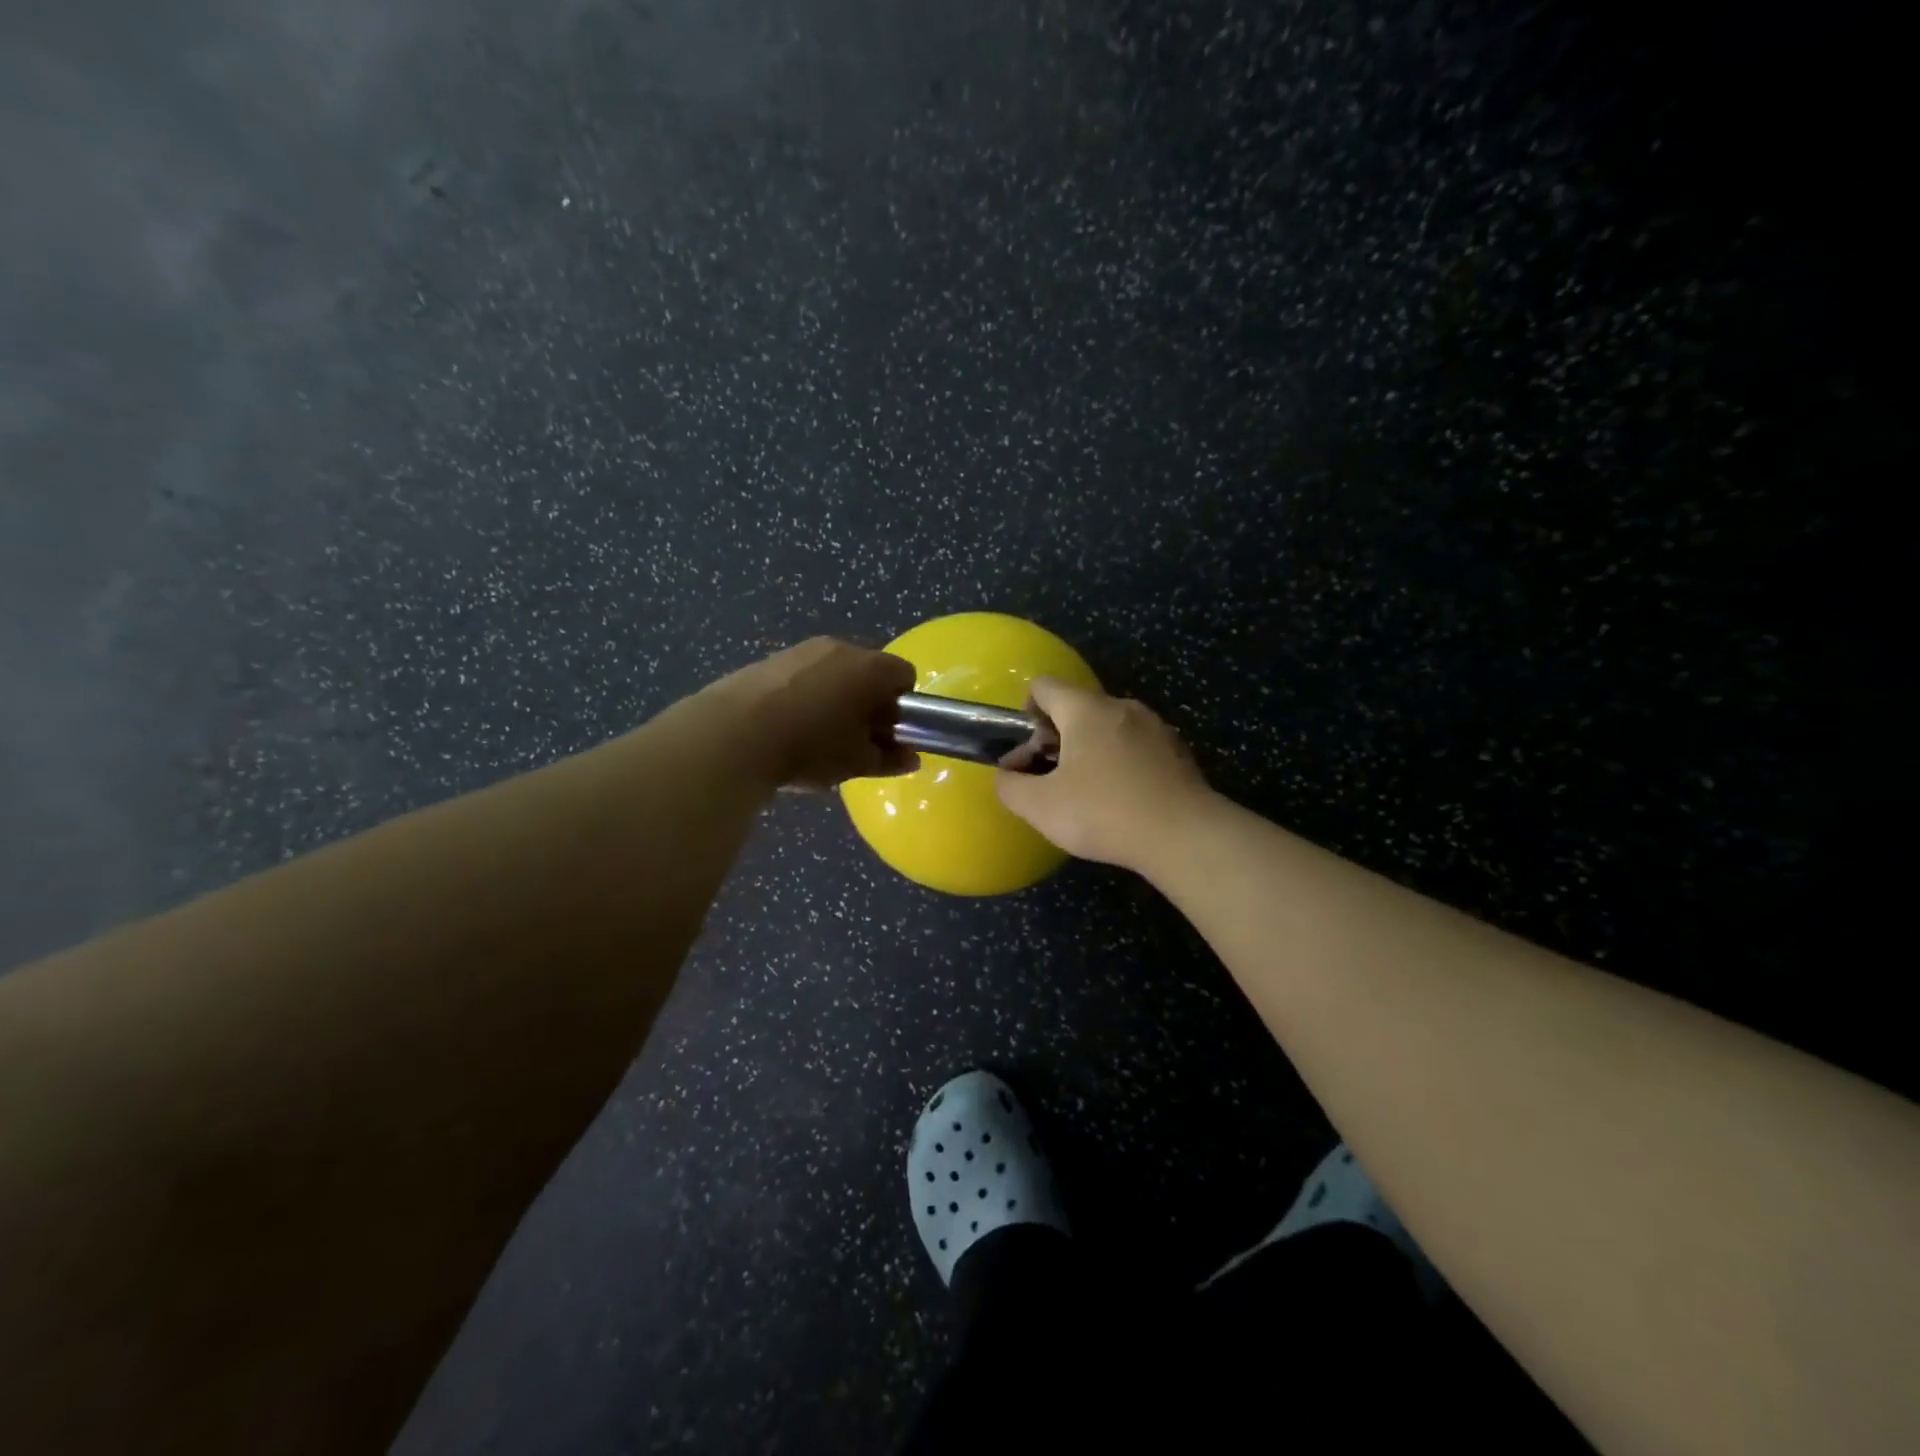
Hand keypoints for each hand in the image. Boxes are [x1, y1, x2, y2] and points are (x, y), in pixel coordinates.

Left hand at [707, 638, 918, 789]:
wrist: (733, 734)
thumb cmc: (810, 746)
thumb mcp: (857, 761)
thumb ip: (889, 758)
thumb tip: (911, 757)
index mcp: (870, 668)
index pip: (905, 675)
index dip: (903, 705)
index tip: (888, 733)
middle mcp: (840, 647)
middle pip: (868, 670)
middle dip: (869, 700)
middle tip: (856, 738)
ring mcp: (802, 650)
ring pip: (833, 671)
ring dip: (835, 696)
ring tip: (817, 734)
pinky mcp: (770, 659)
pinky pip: (802, 674)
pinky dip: (804, 694)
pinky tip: (786, 726)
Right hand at [995, 679, 1212, 870]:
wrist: (1184, 836)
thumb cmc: (1104, 813)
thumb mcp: (1041, 807)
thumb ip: (1011, 787)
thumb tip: (1006, 776)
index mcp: (1086, 710)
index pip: (1044, 686)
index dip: (1026, 712)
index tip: (1028, 750)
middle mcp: (1122, 707)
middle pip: (1077, 708)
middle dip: (1056, 738)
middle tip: (1050, 779)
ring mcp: (1155, 727)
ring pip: (1108, 728)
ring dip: (1090, 752)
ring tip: (1087, 794)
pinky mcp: (1177, 751)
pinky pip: (1136, 747)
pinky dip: (1120, 764)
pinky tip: (1122, 801)